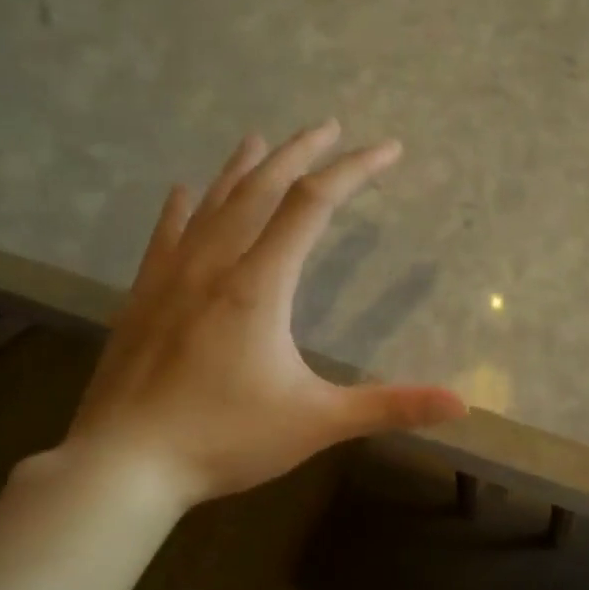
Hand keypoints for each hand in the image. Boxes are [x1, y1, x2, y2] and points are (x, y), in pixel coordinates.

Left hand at [60, 122, 465, 505]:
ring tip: (261, 138)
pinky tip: (182, 191)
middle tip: (330, 126)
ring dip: (242, 168)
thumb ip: (390, 407)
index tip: (388, 149)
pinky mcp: (142, 300)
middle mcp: (215, 265)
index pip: (314, 205)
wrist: (126, 463)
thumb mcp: (318, 423)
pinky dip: (182, 209)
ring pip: (211, 204)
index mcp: (260, 285)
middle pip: (261, 189)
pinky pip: (165, 236)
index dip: (354, 171)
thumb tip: (461, 406)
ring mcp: (171, 279)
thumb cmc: (227, 439)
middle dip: (301, 153)